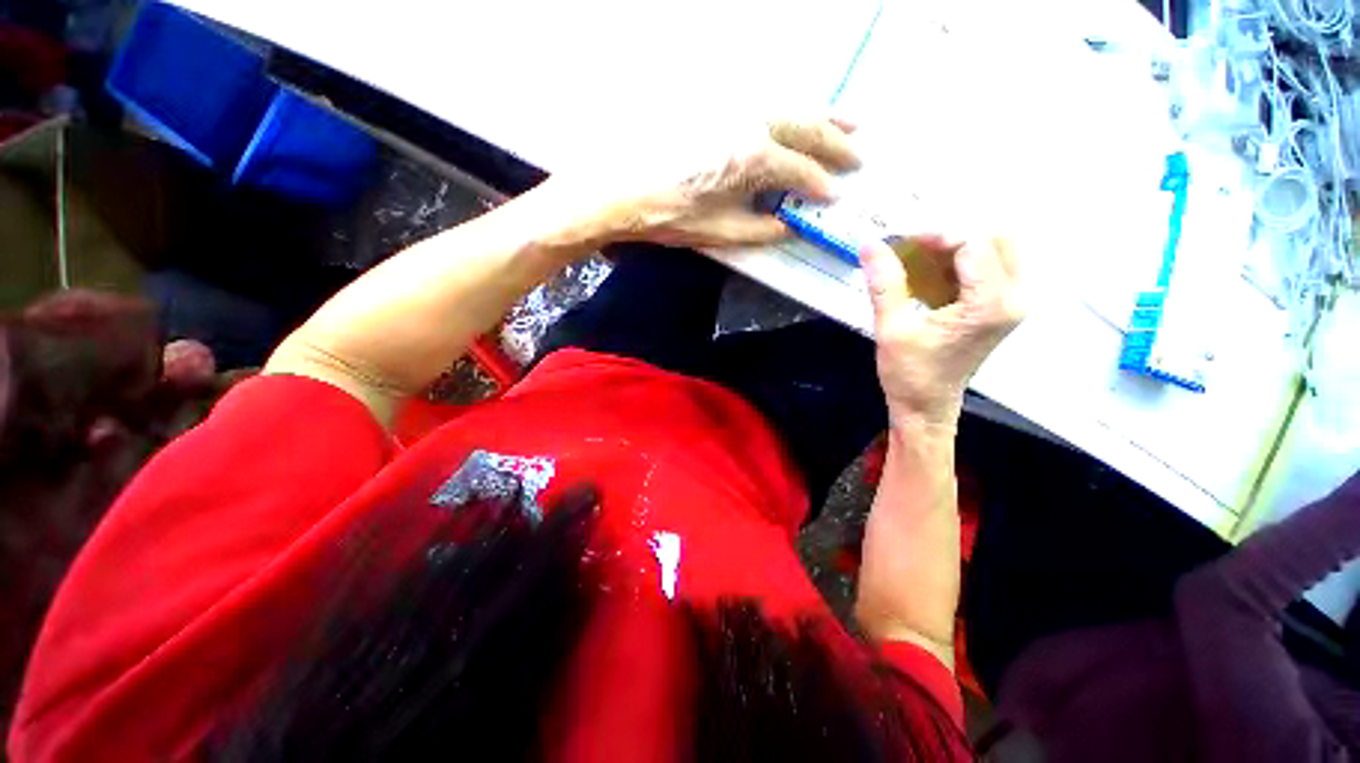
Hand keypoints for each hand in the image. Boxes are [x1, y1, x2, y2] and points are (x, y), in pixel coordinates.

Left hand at [613, 118, 859, 248]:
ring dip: (822, 116)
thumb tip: (790, 227)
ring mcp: (735, 110)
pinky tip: (799, 118)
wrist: (622, 189)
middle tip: (859, 155)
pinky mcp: (718, 109)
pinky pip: (766, 105)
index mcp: (754, 159)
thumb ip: (761, 230)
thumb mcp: (720, 232)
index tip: (836, 196)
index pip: (802, 170)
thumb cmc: (672, 216)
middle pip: (806, 128)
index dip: (822, 185)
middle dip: (836, 143)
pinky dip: (791, 112)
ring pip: (790, 107)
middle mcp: (752, 125)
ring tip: (851, 123)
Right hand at [862, 234, 1023, 429]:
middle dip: (952, 235)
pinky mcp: (1001, 308)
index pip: (973, 243)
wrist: (926, 407)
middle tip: (913, 246)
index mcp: (989, 304)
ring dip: (958, 246)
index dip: (935, 233)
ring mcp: (1012, 303)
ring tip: (920, 256)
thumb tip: (871, 244)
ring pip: (998, 249)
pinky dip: (962, 260)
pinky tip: (932, 271)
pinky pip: (992, 266)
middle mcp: (1013, 298)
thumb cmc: (909, 373)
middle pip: (996, 238)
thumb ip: (884, 283)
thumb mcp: (891, 328)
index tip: (898, 240)